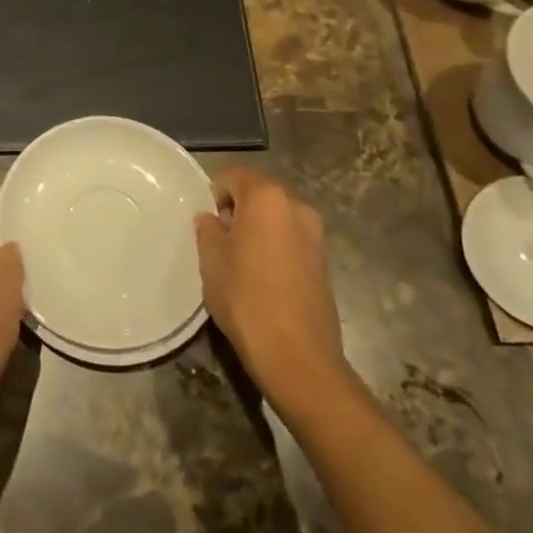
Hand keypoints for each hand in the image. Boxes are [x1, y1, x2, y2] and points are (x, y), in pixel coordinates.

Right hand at [196, 167, 349, 411]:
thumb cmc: (246, 298)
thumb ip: (208, 230)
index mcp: (266, 197)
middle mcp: (296, 206)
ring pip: (277, 217)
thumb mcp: (212, 261)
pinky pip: (292, 240)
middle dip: (239, 209)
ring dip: (259, 229)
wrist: (297, 357)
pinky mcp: (324, 262)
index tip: (207, 222)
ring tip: (241, 261)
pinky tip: (263, 278)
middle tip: (220, 240)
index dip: (216, 193)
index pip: (234, 176)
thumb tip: (211, 219)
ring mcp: (315, 235)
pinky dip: (276, 247)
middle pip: (260, 193)